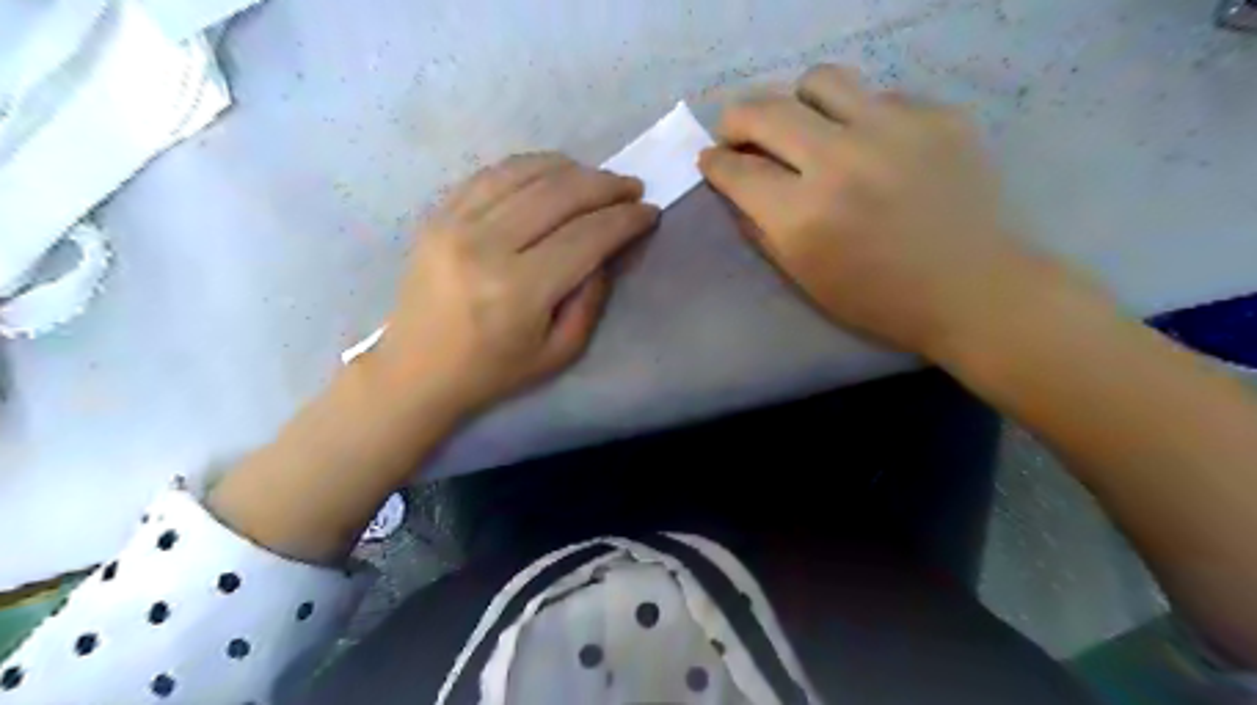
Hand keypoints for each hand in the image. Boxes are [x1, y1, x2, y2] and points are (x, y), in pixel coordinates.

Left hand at [363, 152, 659, 419]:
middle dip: (605, 186)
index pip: (586, 236)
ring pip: (526, 173)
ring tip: (597, 178)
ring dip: (571, 169)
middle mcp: (486, 246)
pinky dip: (530, 166)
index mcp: (519, 290)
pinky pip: (491, 174)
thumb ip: (591, 299)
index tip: (649, 211)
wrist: (416, 370)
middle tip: (631, 188)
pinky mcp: (437, 215)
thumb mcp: (560, 352)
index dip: (624, 220)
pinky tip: (552, 173)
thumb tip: (607, 250)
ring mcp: (455, 224)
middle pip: (559, 194)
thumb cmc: (493, 371)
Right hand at [698, 62, 1051, 355]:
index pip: (736, 169)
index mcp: (803, 214)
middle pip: (765, 109)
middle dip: (737, 120)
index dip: (714, 163)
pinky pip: (878, 96)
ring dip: (797, 103)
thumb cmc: (877, 298)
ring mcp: (894, 129)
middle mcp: (841, 160)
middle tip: (739, 135)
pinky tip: (872, 148)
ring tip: (806, 128)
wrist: (971, 289)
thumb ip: (759, 227)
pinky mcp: (937, 115)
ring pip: (820, 81)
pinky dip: (859, 118)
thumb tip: (735, 187)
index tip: (711, 160)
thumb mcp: (802, 276)